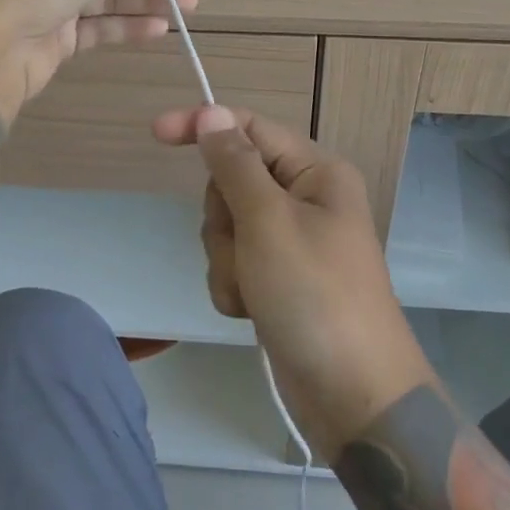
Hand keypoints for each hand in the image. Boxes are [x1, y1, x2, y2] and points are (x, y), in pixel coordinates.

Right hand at [152, 105, 434, 456]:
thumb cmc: (314, 296)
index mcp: (316, 172)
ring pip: (228, 225)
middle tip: (244, 248)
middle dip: (223, 218)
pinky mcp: (279, 278)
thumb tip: (212, 112)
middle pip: (232, 180)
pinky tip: (251, 311)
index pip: (250, 128)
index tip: (155, 133)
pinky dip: (233, 285)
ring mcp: (291, 241)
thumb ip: (234, 165)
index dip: (204, 126)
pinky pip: (234, 262)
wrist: (354, 396)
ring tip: (252, 290)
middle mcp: (305, 199)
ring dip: (227, 259)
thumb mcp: (268, 222)